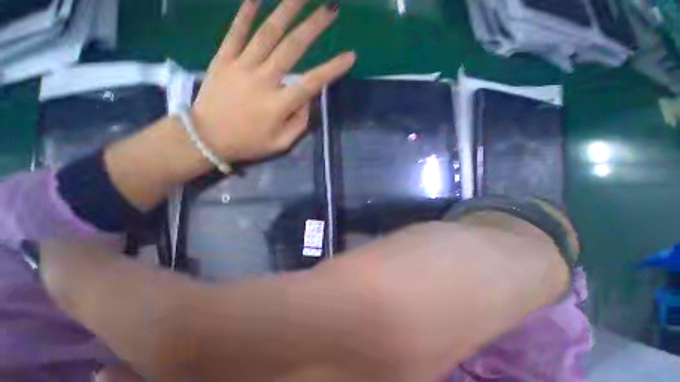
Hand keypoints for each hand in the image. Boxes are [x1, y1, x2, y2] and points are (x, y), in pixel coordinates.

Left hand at [193, 0, 355, 161]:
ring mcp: (241, 67)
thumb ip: (299, 123)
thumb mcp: (281, 144)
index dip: (333, 69)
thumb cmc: (248, 144)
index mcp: (279, 104)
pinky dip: (245, 13)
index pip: (312, 83)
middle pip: (292, 47)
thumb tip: (307, 100)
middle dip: (314, 26)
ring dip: (286, 10)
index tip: (350, 56)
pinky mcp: (223, 60)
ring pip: (267, 33)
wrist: (207, 139)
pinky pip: (235, 32)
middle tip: (330, 9)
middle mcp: (264, 80)